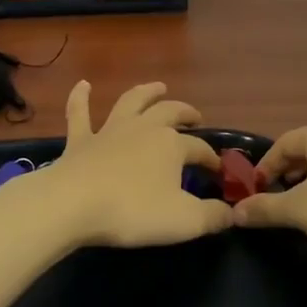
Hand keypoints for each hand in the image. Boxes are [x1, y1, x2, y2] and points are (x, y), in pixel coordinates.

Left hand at [34, 81, 229, 248]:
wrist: (73, 204)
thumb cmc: (133, 211)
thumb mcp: (184, 221)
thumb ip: (212, 217)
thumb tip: (232, 212)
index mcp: (171, 145)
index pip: (199, 148)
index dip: (211, 159)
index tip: (219, 171)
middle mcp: (143, 128)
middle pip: (170, 112)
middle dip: (186, 113)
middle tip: (195, 116)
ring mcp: (109, 130)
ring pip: (132, 102)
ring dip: (146, 92)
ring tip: (158, 87)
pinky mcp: (80, 140)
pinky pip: (79, 113)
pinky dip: (80, 97)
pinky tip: (83, 84)